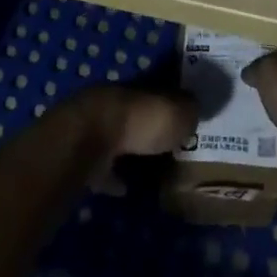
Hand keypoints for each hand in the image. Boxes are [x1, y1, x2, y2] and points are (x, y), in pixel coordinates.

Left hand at [72, 86, 197, 191]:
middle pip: (137, 114)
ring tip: (150, 171)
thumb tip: (195, 114)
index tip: (186, 117)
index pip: (160, 90)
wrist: (88, 140)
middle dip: (150, 128)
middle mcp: (116, 102)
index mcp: (140, 87)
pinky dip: (112, 177)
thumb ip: (189, 113)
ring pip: (118, 137)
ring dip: (130, 151)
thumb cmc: (140, 120)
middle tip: (169, 146)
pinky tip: (124, 189)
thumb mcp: (178, 113)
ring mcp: (95, 128)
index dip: (174, 102)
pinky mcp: (80, 156)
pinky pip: (102, 166)